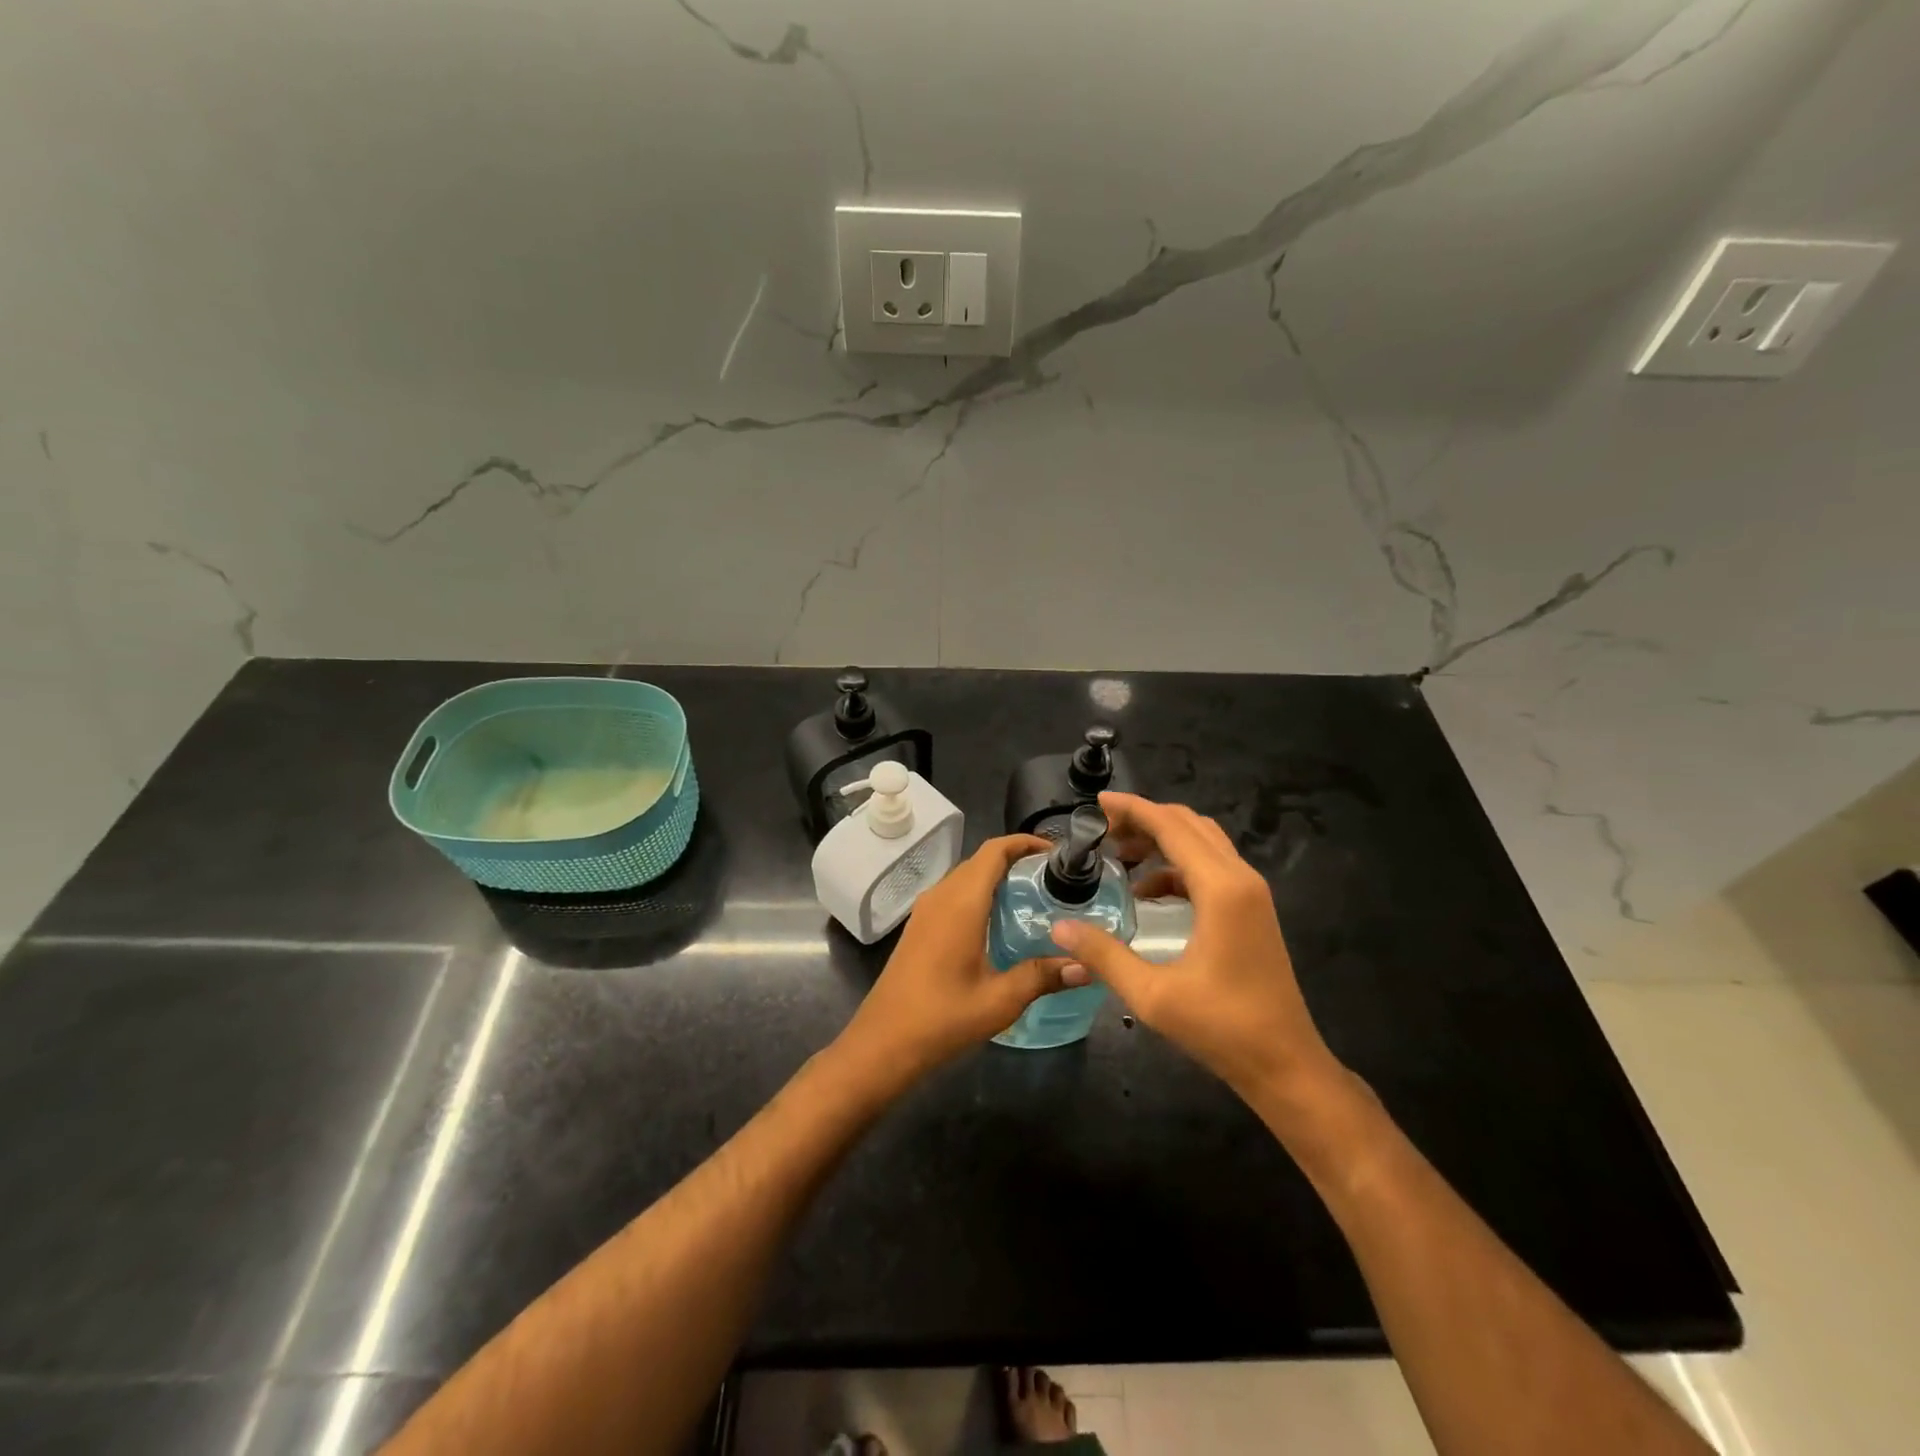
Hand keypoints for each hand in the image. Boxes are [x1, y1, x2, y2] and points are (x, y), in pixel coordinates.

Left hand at [838, 834, 1089, 1081]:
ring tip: (1035, 899)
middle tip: (1056, 881)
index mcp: (961, 902)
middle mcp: (941, 896)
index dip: (1025, 843)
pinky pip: (954, 895)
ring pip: (966, 877)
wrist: (882, 1043)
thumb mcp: (1000, 1000)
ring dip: (998, 878)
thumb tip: (1086, 967)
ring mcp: (926, 911)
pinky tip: (1001, 925)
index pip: (994, 850)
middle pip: (981, 860)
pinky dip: (981, 895)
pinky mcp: (919, 927)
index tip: (1057, 854)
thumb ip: (1043, 976)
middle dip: (1018, 861)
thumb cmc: (942, 1018)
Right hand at [1050, 792, 1339, 1100]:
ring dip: (1163, 839)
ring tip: (1121, 854)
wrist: (1285, 1063)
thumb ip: (1103, 955)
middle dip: (1145, 819)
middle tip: (1103, 830)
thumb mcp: (1152, 995)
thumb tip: (1059, 927)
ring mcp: (1252, 894)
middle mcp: (1241, 879)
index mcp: (1221, 888)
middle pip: (1189, 825)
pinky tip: (1149, 893)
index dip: (1133, 809)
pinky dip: (1177, 866)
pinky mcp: (1252, 910)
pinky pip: (1212, 867)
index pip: (1171, 826)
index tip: (1097, 802)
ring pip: (1203, 842)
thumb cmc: (1222, 1027)